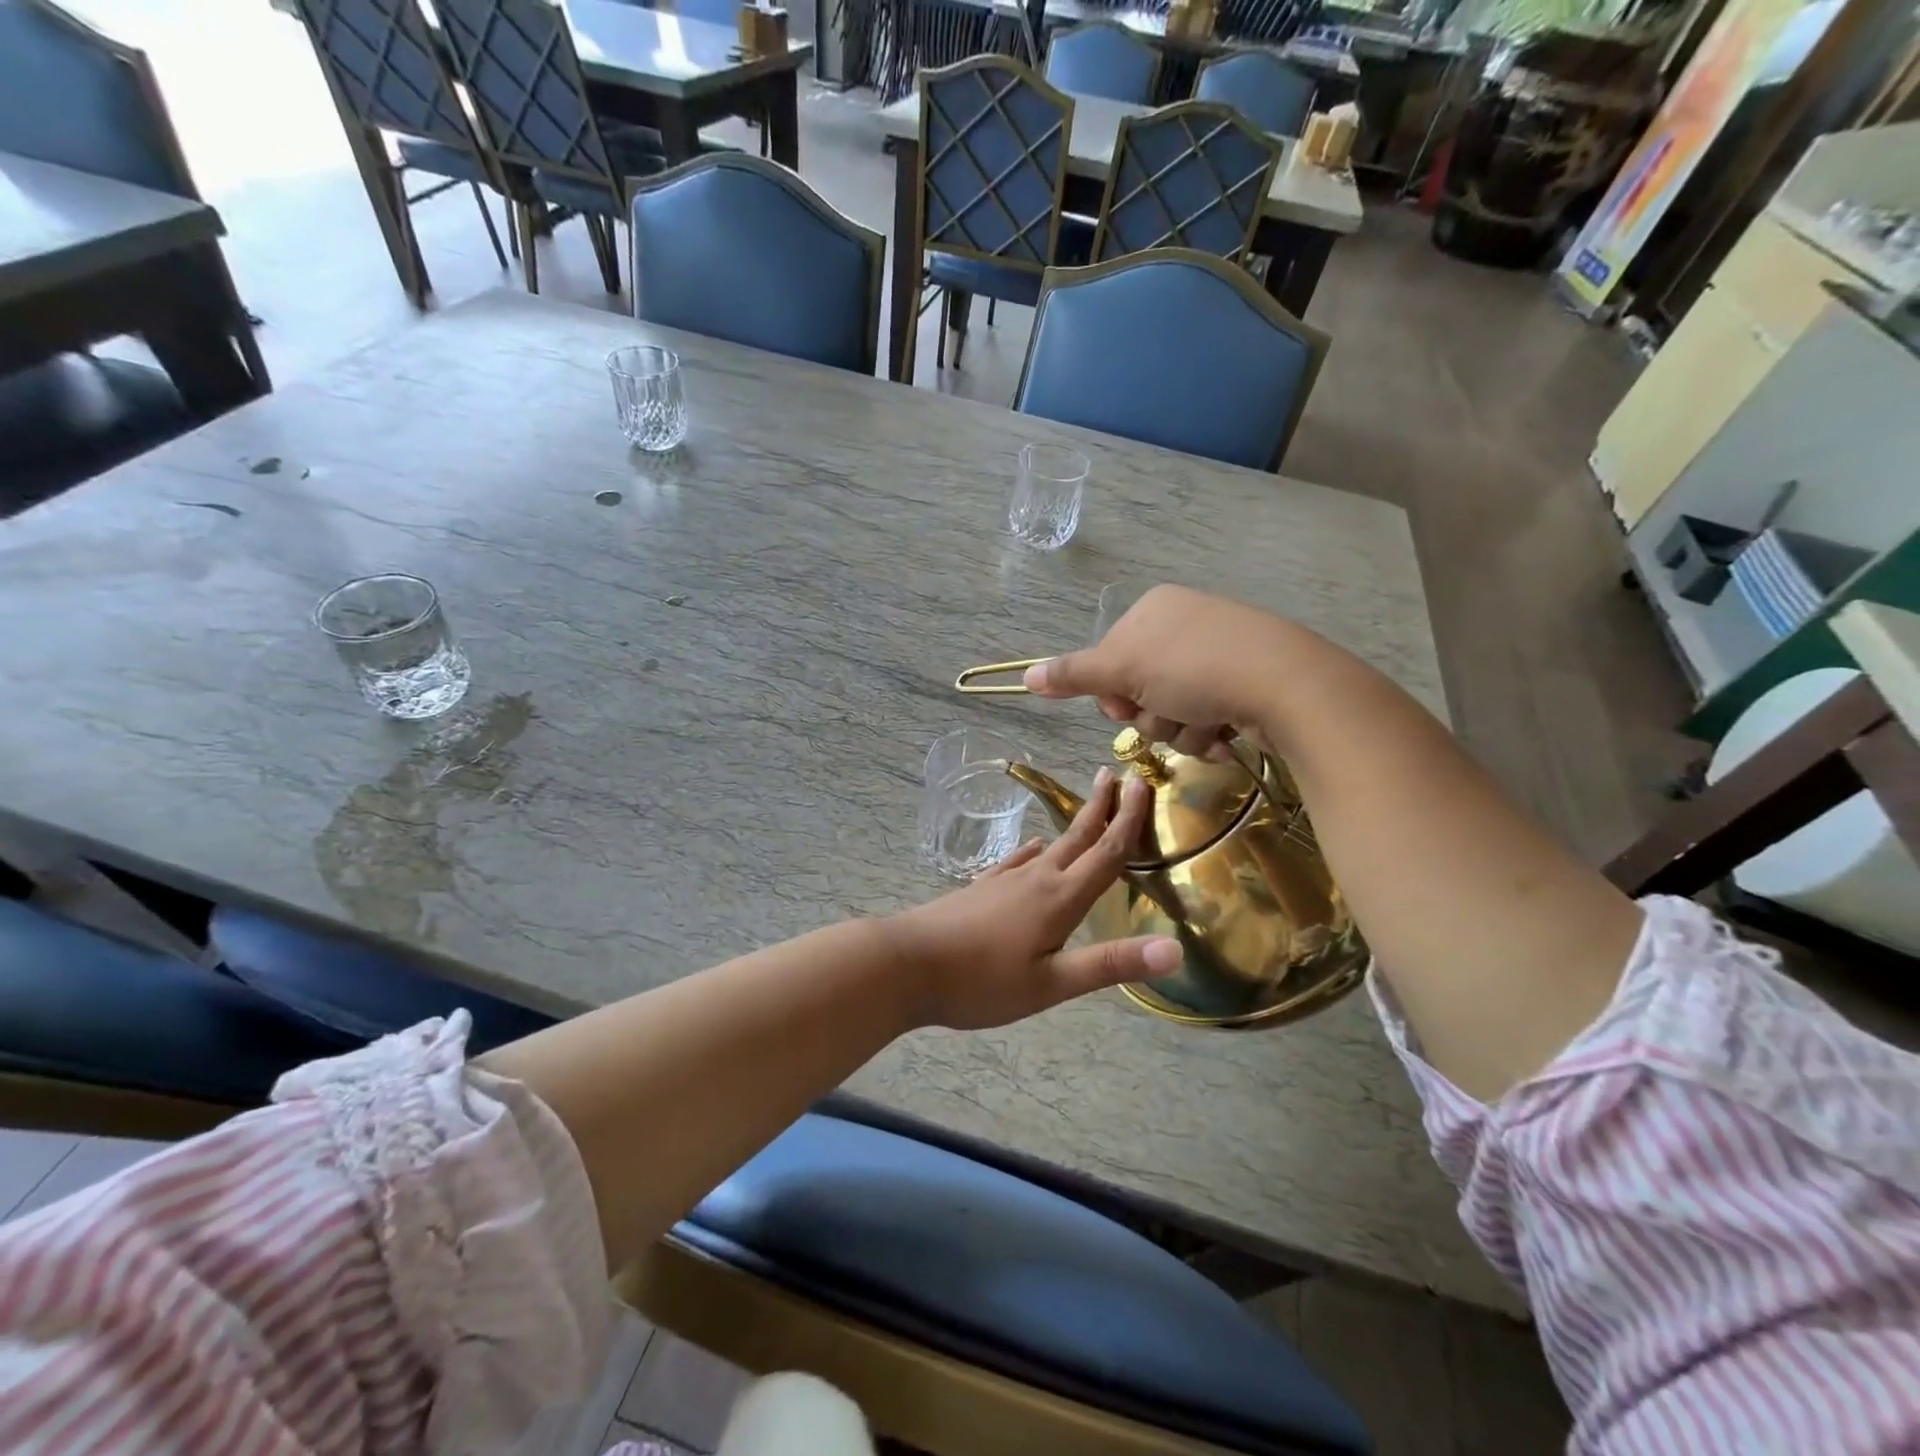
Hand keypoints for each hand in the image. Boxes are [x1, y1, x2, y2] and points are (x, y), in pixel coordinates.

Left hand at [886, 770, 1180, 1029]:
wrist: (905, 964)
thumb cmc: (981, 981)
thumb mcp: (1051, 984)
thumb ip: (1110, 964)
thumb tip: (1175, 949)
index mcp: (1060, 899)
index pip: (1106, 852)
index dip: (1128, 819)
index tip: (1142, 782)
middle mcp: (1036, 879)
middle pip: (1078, 837)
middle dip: (1101, 807)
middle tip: (1116, 775)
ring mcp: (1005, 880)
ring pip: (1050, 846)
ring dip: (1074, 826)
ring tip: (1087, 811)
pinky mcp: (982, 889)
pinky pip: (1018, 861)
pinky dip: (1035, 851)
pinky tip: (1033, 850)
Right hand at [1022, 585, 1293, 754]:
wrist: (1285, 683)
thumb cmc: (1194, 669)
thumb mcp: (1123, 669)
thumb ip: (1073, 674)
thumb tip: (1025, 677)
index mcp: (1152, 611)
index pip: (1109, 661)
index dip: (1112, 692)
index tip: (1125, 704)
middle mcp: (1183, 626)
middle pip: (1140, 689)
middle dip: (1151, 714)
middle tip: (1169, 713)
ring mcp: (1217, 654)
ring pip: (1172, 711)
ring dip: (1180, 730)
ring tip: (1205, 724)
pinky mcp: (1245, 683)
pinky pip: (1206, 717)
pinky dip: (1209, 733)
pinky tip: (1226, 733)